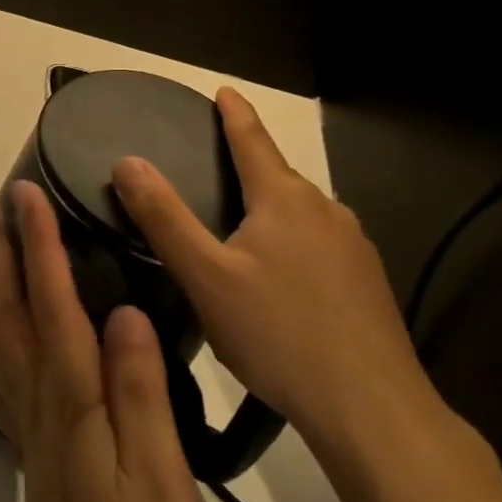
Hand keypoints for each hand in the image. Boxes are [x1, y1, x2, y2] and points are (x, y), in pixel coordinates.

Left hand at [0, 182, 201, 501]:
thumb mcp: (159, 472)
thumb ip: (141, 390)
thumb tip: (126, 313)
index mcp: (73, 388)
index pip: (52, 299)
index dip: (38, 243)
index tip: (25, 193)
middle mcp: (37, 386)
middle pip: (7, 303)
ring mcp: (22, 409)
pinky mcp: (20, 431)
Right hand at [110, 87, 437, 454]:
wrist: (374, 411)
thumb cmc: (279, 335)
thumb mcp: (205, 277)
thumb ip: (164, 218)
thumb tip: (128, 161)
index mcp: (285, 200)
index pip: (253, 140)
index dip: (234, 113)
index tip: (224, 90)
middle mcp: (326, 211)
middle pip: (278, 174)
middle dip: (248, 163)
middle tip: (212, 163)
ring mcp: (355, 248)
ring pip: (301, 211)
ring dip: (270, 205)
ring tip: (239, 222)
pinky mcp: (368, 283)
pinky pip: (320, 242)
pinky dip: (292, 239)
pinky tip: (281, 273)